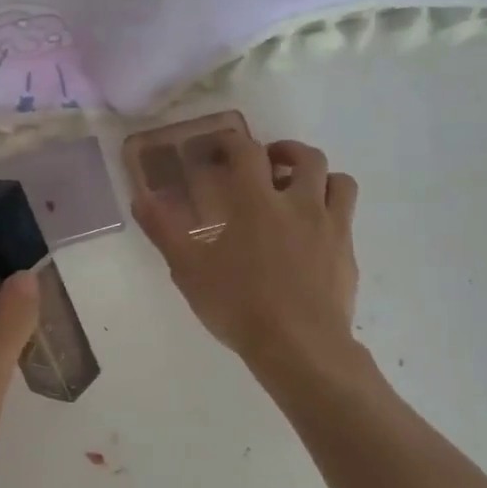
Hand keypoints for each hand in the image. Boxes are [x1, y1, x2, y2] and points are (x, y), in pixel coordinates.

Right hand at [135, 132, 359, 372]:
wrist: (300, 346)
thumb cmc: (239, 305)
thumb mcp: (189, 270)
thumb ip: (164, 231)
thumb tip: (139, 198)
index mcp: (257, 202)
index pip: (248, 151)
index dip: (233, 141)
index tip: (221, 146)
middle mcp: (299, 204)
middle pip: (305, 157)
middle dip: (285, 151)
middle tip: (267, 164)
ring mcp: (331, 227)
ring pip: (338, 181)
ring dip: (318, 177)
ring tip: (300, 190)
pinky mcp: (347, 253)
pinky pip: (346, 217)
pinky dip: (331, 211)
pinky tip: (313, 233)